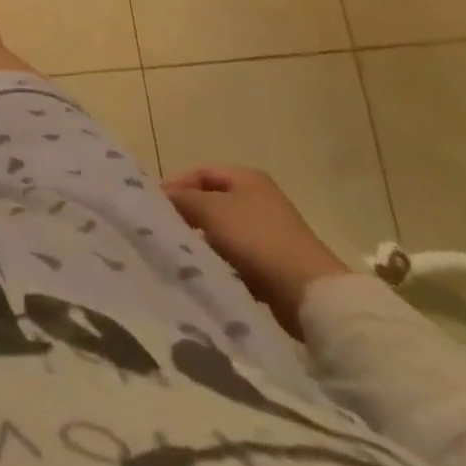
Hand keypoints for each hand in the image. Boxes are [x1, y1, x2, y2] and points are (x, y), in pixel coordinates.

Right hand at [163, 165, 352, 336]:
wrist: (310, 293)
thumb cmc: (256, 238)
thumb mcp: (211, 210)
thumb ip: (182, 198)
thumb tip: (161, 196)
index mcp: (247, 178)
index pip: (200, 172)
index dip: (176, 184)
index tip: (156, 204)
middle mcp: (259, 199)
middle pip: (212, 201)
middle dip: (189, 214)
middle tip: (166, 228)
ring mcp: (269, 232)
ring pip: (223, 231)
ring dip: (205, 240)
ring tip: (185, 252)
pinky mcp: (274, 263)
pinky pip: (238, 256)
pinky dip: (223, 261)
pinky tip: (210, 271)